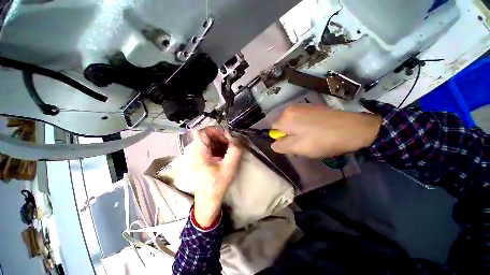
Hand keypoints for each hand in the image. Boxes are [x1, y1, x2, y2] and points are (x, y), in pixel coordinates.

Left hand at [185, 126, 242, 226]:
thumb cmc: (217, 184)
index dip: (218, 131)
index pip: (205, 131)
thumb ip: (235, 150)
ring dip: (221, 142)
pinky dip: (218, 147)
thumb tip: (238, 138)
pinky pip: (209, 147)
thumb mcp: (229, 167)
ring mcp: (196, 154)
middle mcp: (194, 150)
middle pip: (208, 135)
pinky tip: (225, 154)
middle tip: (232, 144)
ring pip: (209, 141)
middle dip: (221, 137)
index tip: (229, 137)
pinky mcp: (200, 157)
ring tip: (230, 149)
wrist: (208, 199)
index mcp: (198, 151)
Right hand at [271, 104, 381, 157]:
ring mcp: (303, 106)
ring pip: (293, 123)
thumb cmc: (321, 140)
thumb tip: (273, 144)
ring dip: (297, 132)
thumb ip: (281, 146)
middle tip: (303, 144)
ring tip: (311, 138)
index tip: (293, 145)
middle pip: (283, 125)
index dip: (281, 139)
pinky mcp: (313, 108)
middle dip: (289, 135)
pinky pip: (302, 119)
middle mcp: (292, 108)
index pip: (274, 129)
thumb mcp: (298, 147)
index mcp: (286, 117)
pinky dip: (305, 127)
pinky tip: (317, 132)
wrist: (353, 129)